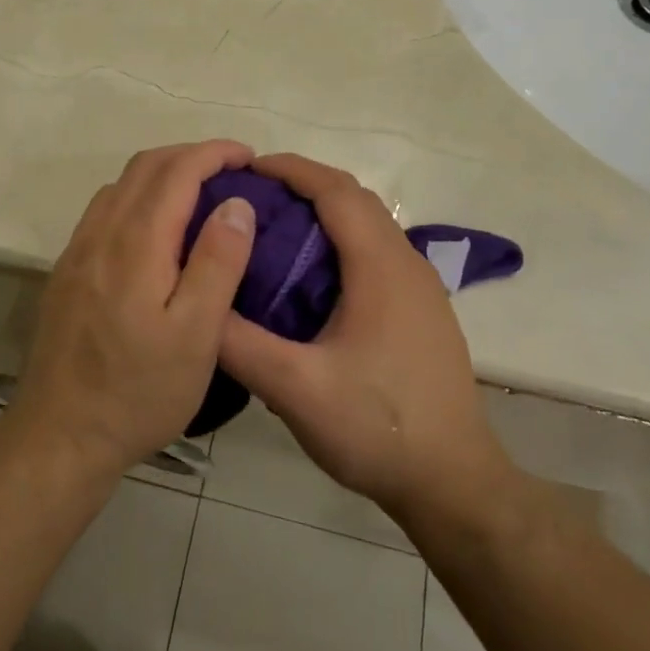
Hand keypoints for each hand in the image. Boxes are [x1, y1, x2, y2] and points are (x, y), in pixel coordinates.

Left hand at [11, 141, 257, 479]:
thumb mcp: (196, 335)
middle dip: (190, 155)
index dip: (214, 153)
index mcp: (136, 243)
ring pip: (121, 185)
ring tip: (199, 193)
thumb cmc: (139, 392)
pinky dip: (137, 196)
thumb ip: (218, 262)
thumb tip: (236, 203)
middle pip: (145, 167)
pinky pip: (104, 210)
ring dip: (161, 173)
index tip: (248, 156)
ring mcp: (78, 252)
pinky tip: (156, 228)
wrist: (60, 436)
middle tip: (230, 170)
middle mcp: (101, 234)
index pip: (177, 171)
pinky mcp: (67, 272)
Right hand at [218, 153, 508, 524]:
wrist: (454, 482)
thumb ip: (239, 343)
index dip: (291, 169)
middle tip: (251, 197)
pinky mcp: (422, 310)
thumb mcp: (296, 390)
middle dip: (304, 184)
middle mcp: (406, 263)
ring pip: (368, 225)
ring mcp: (420, 287)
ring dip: (324, 212)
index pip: (335, 190)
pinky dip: (340, 241)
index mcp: (380, 266)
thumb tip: (195, 300)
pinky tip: (310, 278)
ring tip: (273, 230)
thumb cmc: (378, 428)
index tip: (247, 168)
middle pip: (354, 199)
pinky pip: (377, 252)